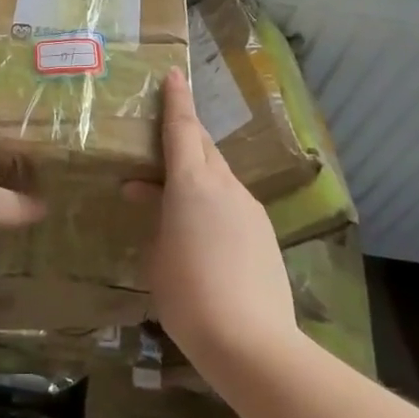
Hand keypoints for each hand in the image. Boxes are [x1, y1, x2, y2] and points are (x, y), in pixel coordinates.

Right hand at [126, 68, 297, 370]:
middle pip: (204, 148)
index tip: (174, 74)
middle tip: (161, 142)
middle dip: (185, 138)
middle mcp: (225, 186)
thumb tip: (155, 200)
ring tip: (172, 201)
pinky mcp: (263, 233)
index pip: (183, 128)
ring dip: (196, 177)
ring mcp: (249, 208)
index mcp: (192, 183)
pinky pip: (232, 203)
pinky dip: (213, 204)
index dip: (176, 100)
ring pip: (219, 177)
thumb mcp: (157, 254)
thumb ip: (156, 218)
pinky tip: (202, 234)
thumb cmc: (188, 294)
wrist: (252, 343)